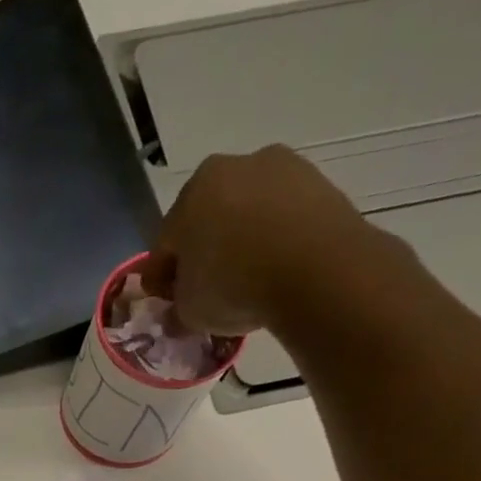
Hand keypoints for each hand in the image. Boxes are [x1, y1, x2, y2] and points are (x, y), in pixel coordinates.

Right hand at [141, 145, 380, 334]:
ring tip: (245, 285)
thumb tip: (177, 313)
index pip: (165, 242)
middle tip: (205, 293)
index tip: (166, 303)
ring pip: (247, 216)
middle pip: (207, 220)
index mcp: (191, 192)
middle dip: (203, 254)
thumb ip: (176, 307)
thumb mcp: (188, 311)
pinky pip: (282, 219)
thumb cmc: (233, 285)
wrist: (316, 270)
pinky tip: (274, 273)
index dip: (162, 277)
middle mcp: (234, 167)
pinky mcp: (319, 183)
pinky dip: (274, 242)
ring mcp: (281, 169)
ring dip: (240, 245)